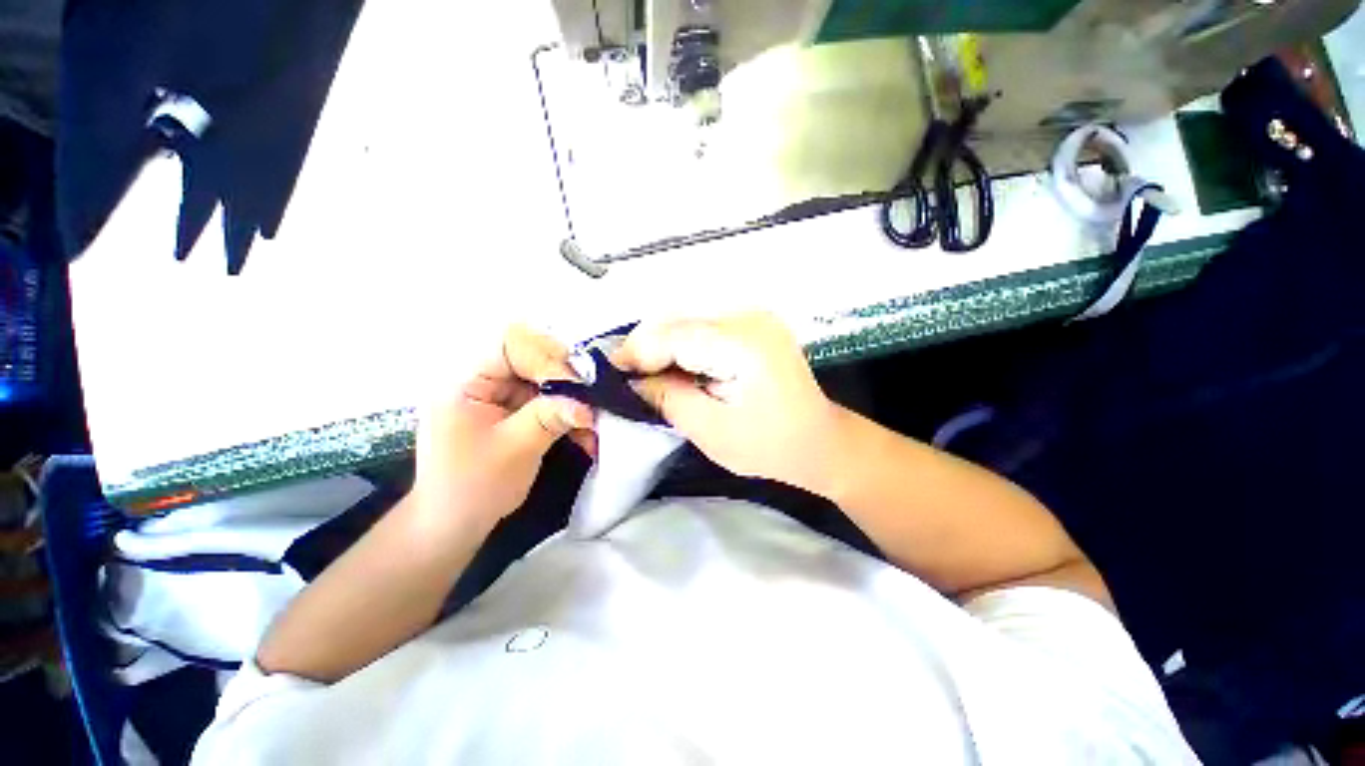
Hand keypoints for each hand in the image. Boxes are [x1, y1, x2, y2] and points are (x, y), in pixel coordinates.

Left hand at [410, 325, 595, 534]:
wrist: (454, 523)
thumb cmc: (473, 487)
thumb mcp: (515, 450)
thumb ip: (550, 418)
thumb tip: (587, 404)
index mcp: (466, 380)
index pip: (511, 344)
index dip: (548, 358)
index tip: (577, 386)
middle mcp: (482, 378)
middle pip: (533, 356)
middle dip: (567, 377)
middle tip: (592, 398)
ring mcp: (499, 393)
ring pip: (546, 378)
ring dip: (573, 399)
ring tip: (592, 423)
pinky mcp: (514, 408)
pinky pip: (548, 398)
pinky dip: (568, 413)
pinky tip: (584, 434)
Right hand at [612, 313, 841, 491]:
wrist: (821, 442)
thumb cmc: (770, 446)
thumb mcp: (710, 430)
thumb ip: (667, 398)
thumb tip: (632, 381)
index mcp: (741, 344)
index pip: (672, 335)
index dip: (635, 352)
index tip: (608, 373)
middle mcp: (748, 317)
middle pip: (678, 321)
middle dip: (645, 348)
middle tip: (625, 378)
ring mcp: (755, 317)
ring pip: (689, 322)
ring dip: (663, 346)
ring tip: (645, 375)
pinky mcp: (755, 325)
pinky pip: (706, 328)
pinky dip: (684, 346)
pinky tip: (675, 368)